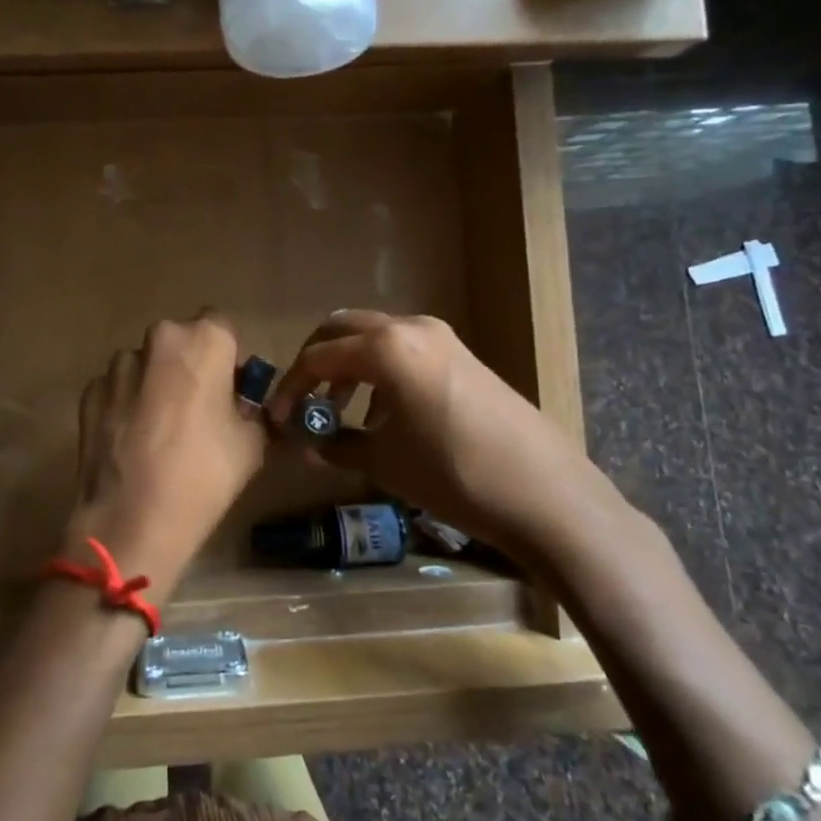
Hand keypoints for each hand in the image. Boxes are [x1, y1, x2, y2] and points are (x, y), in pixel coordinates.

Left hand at [65, 312, 265, 605]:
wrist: (132, 521)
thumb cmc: (204, 475)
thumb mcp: (253, 443)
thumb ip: (251, 409)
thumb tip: (242, 405)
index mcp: (204, 341)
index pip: (223, 325)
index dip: (228, 355)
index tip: (229, 387)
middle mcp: (158, 340)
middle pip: (180, 341)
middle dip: (189, 365)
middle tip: (198, 408)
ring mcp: (118, 366)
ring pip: (146, 364)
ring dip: (155, 383)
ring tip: (160, 430)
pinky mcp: (90, 392)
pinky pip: (118, 389)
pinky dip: (127, 404)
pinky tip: (132, 442)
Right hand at [268, 310, 615, 554]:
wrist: (543, 491)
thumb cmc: (452, 474)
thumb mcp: (384, 463)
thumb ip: (337, 445)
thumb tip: (308, 444)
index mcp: (385, 348)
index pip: (318, 356)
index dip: (291, 386)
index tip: (277, 417)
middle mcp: (410, 328)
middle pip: (343, 329)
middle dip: (316, 361)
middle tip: (303, 400)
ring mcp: (441, 337)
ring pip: (375, 335)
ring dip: (349, 364)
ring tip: (340, 409)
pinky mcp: (462, 355)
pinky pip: (405, 348)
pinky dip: (380, 369)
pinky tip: (384, 413)